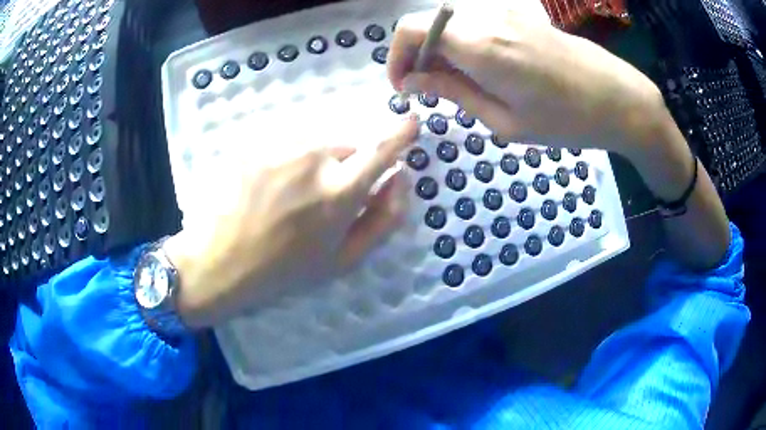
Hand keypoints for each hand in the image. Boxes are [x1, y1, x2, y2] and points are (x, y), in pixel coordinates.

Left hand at [163, 118, 418, 327]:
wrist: (219, 262)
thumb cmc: (284, 270)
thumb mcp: (343, 259)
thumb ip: (384, 218)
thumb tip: (401, 178)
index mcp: (339, 192)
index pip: (380, 150)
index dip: (400, 134)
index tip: (411, 121)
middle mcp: (313, 159)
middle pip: (346, 148)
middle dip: (345, 167)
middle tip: (322, 201)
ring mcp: (279, 148)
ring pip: (315, 145)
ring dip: (314, 164)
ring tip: (289, 198)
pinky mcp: (254, 144)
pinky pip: (286, 146)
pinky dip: (287, 161)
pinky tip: (266, 189)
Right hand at [387, 1, 668, 161]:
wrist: (619, 100)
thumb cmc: (566, 121)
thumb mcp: (505, 120)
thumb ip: (453, 92)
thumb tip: (413, 81)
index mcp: (479, 44)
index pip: (412, 30)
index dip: (398, 56)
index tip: (405, 86)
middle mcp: (487, 17)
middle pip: (430, 22)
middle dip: (419, 54)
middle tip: (430, 89)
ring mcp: (507, 12)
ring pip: (453, 21)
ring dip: (443, 47)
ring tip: (459, 82)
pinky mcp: (522, 15)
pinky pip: (478, 21)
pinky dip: (466, 40)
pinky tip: (484, 67)